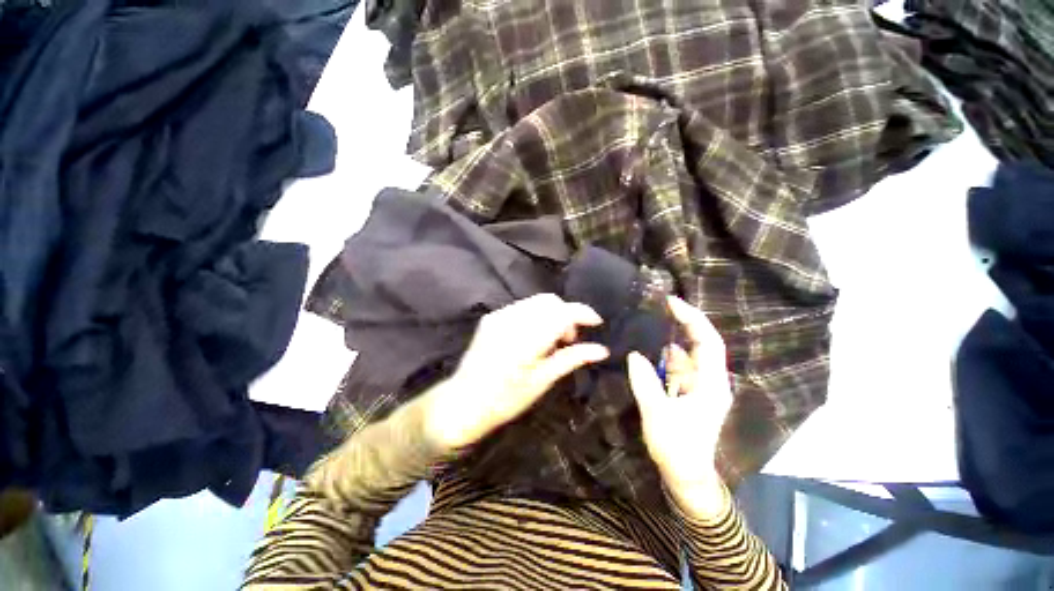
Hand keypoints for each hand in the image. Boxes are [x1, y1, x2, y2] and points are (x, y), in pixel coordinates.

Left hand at [423, 294, 608, 449]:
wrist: (464, 402)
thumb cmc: (506, 399)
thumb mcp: (542, 381)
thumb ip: (571, 359)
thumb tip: (601, 350)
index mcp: (527, 339)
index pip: (562, 312)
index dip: (583, 313)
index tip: (597, 322)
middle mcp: (512, 320)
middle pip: (550, 301)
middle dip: (566, 314)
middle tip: (568, 340)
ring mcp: (499, 316)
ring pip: (536, 302)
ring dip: (551, 314)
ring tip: (551, 340)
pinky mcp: (491, 317)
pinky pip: (522, 307)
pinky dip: (536, 315)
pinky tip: (533, 336)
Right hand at [626, 295, 732, 517]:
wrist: (684, 475)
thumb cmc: (677, 446)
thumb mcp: (657, 413)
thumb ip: (645, 381)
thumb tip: (634, 355)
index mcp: (711, 383)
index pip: (708, 342)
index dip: (693, 319)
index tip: (672, 302)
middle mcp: (708, 380)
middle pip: (699, 344)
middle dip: (681, 324)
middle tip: (656, 308)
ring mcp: (697, 386)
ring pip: (684, 355)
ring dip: (667, 341)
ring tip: (645, 326)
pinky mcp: (686, 392)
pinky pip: (674, 367)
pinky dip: (661, 358)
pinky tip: (644, 352)